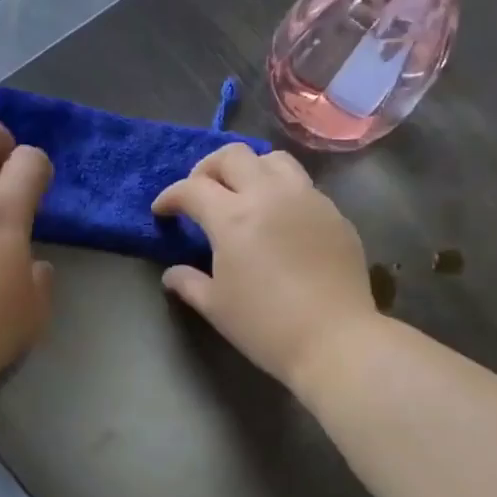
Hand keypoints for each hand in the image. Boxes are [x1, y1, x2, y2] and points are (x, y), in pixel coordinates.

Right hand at [152, 143, 378, 390]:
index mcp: (233, 217)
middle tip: (200, 193)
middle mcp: (270, 195)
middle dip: (207, 169)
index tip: (162, 211)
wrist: (334, 340)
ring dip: (249, 169)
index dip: (170, 197)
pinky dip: (281, 191)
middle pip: (232, 156)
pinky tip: (279, 220)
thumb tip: (173, 274)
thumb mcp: (215, 307)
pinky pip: (302, 186)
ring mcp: (307, 199)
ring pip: (273, 160)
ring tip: (242, 194)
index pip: (192, 189)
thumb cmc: (265, 326)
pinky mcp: (334, 213)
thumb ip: (188, 283)